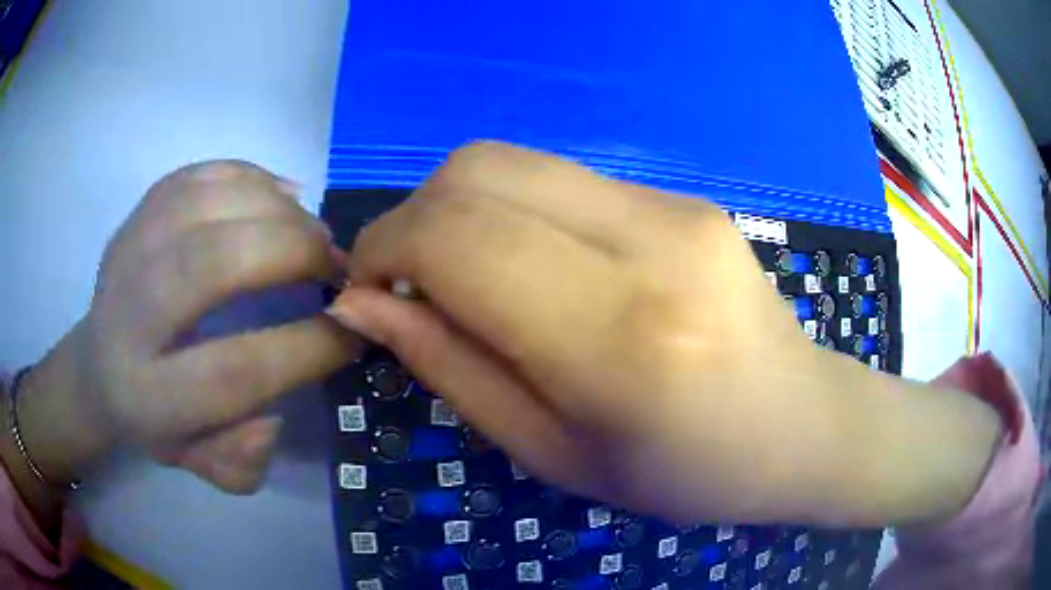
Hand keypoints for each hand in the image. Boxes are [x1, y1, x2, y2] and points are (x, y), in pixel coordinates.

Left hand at [16, 161, 358, 497]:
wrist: (97, 366)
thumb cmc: (154, 420)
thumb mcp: (198, 463)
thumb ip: (239, 462)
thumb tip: (271, 417)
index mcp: (148, 396)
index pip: (234, 371)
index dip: (307, 347)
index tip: (352, 329)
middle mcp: (129, 317)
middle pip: (210, 264)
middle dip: (290, 254)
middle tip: (334, 264)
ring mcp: (127, 252)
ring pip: (205, 204)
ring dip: (275, 210)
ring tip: (311, 230)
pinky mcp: (135, 214)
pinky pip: (198, 176)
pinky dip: (250, 177)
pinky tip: (280, 197)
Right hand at [329, 142, 1001, 526]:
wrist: (798, 425)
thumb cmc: (683, 471)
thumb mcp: (551, 452)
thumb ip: (448, 367)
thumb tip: (362, 303)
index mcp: (618, 336)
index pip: (455, 237)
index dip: (384, 248)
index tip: (363, 288)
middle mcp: (649, 241)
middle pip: (477, 170)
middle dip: (414, 217)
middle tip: (407, 283)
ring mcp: (675, 206)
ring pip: (513, 163)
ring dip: (460, 211)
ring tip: (463, 278)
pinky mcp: (683, 197)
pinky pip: (560, 180)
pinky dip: (514, 213)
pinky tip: (533, 267)